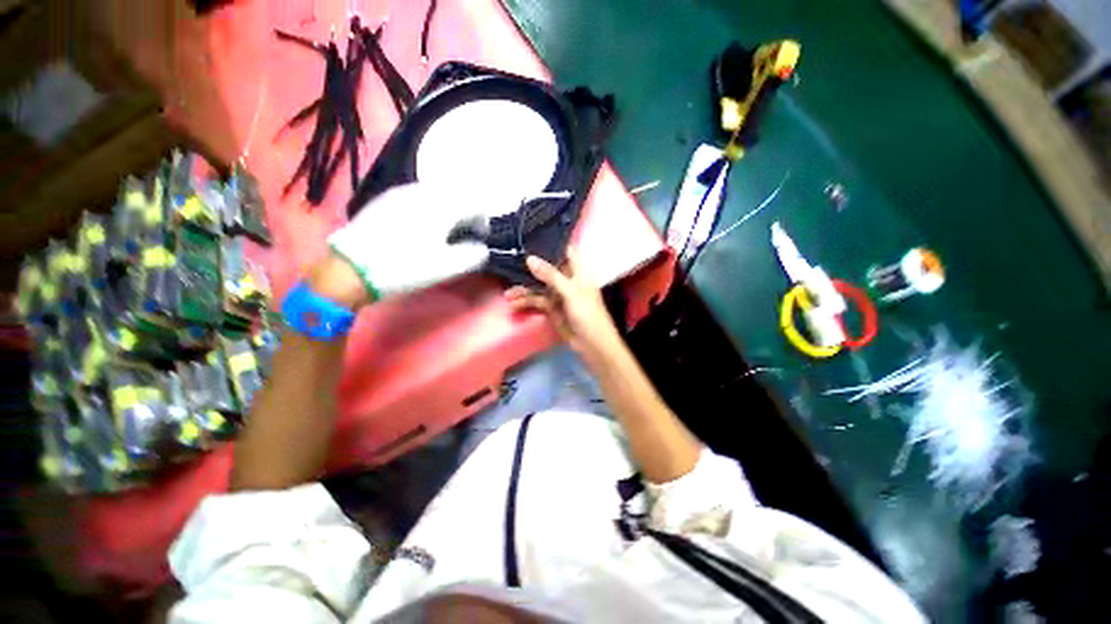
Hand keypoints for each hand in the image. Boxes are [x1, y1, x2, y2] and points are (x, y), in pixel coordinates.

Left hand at [328, 183, 500, 304]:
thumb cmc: (406, 266)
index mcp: (443, 206)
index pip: (476, 204)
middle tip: (461, 236)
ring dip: (446, 210)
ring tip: (440, 232)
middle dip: (465, 213)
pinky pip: (416, 197)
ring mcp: (401, 192)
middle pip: (456, 194)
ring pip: (435, 194)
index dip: (482, 222)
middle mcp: (424, 191)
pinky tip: (418, 227)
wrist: (351, 268)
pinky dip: (427, 208)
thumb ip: (474, 255)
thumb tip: (481, 248)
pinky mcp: (385, 198)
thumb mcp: (448, 267)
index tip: (478, 240)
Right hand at [506, 248, 622, 362]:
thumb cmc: (588, 315)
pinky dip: (526, 302)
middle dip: (530, 266)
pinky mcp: (552, 308)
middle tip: (509, 260)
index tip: (530, 234)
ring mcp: (559, 294)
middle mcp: (567, 279)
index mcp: (578, 271)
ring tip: (507, 294)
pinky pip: (537, 301)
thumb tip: (529, 258)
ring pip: (539, 286)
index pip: (564, 250)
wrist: (593, 345)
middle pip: (547, 268)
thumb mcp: (571, 293)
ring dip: (524, 289)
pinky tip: (514, 304)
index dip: (550, 242)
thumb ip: (551, 276)